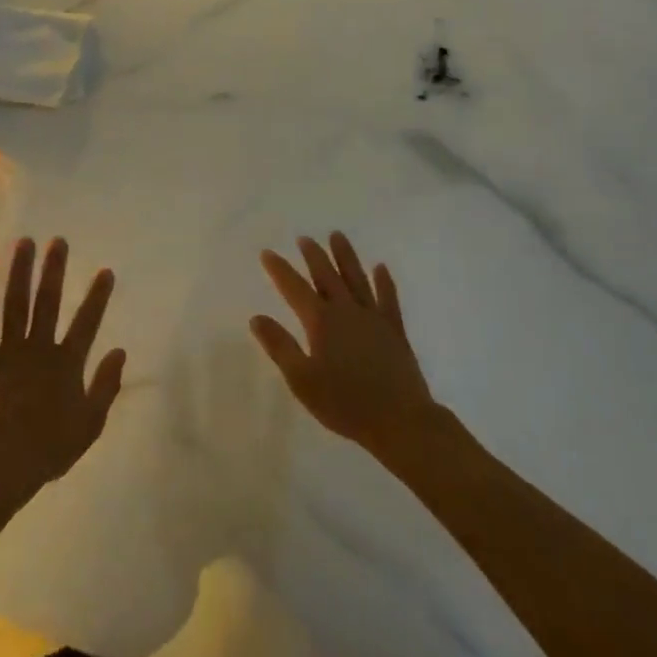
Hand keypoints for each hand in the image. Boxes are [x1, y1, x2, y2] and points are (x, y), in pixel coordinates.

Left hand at [0, 237, 126, 505]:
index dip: (98, 297)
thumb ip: (106, 385)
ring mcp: (9, 350)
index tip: (105, 271)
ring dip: (21, 271)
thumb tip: (120, 351)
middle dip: (54, 270)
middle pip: (48, 302)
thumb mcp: (90, 423)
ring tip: (24, 243)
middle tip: (58, 241)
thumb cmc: (49, 447)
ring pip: (16, 303)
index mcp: (66, 363)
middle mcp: (39, 347)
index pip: (87, 323)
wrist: (3, 463)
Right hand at [252, 233, 440, 460]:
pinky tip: (380, 268)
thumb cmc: (346, 404)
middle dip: (313, 256)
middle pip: (327, 276)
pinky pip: (388, 298)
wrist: (400, 421)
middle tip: (304, 238)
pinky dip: (384, 281)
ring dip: (345, 257)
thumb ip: (280, 347)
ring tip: (337, 236)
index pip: (295, 288)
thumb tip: (256, 318)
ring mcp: (373, 318)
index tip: (267, 253)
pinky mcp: (395, 330)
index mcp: (321, 322)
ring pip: (356, 279)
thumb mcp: (302, 380)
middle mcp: (346, 311)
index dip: (280, 270)